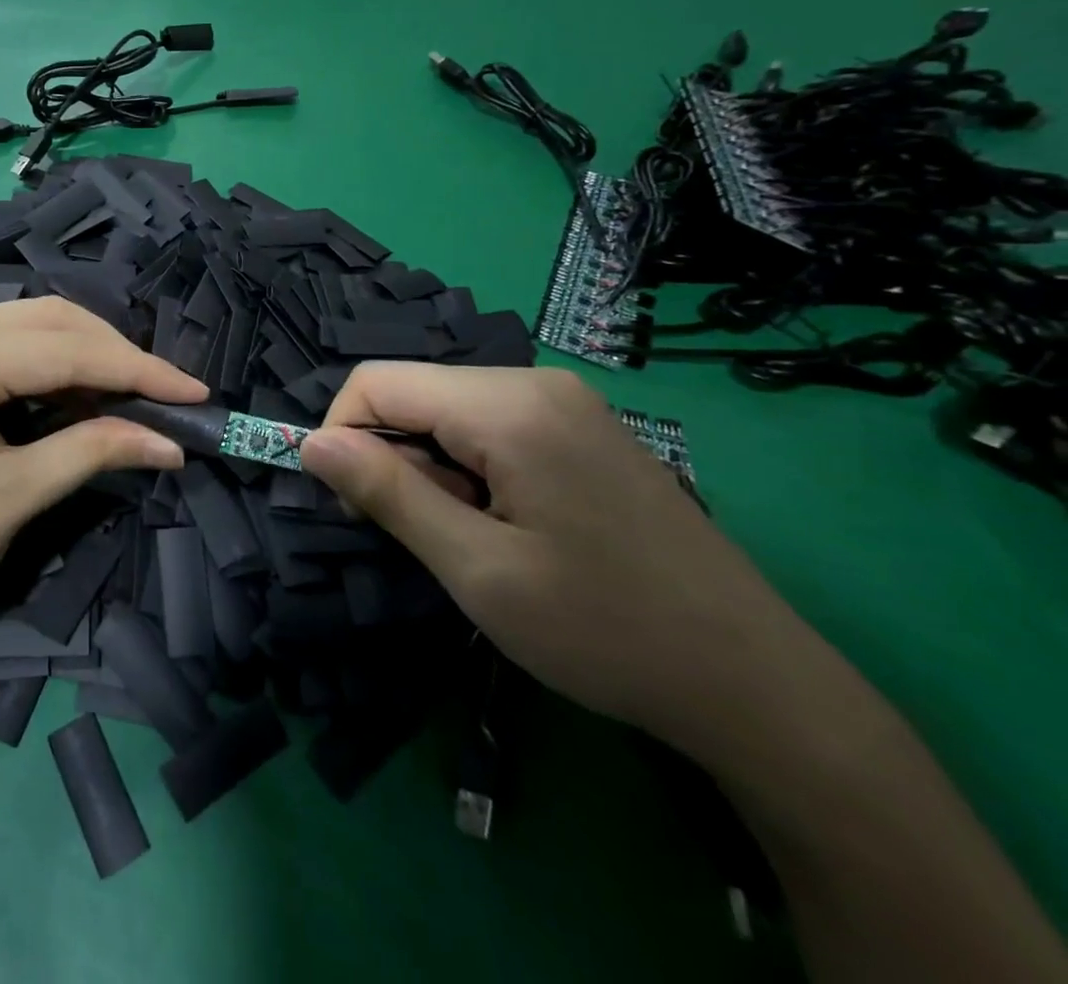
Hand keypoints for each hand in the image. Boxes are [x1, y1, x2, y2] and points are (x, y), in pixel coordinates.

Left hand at [0, 298, 206, 668]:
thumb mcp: (12, 499)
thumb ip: (93, 451)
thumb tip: (170, 441)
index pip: (63, 349)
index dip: (137, 369)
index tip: (195, 391)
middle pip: (44, 321)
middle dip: (111, 353)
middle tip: (164, 394)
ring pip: (23, 330)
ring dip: (81, 356)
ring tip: (131, 396)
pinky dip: (45, 368)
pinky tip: (76, 395)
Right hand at [299, 365, 815, 756]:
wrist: (756, 685)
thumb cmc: (604, 630)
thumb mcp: (477, 569)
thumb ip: (388, 493)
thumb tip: (311, 443)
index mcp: (508, 405)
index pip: (377, 382)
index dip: (342, 435)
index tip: (355, 506)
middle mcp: (535, 382)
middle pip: (414, 393)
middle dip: (393, 456)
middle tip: (427, 536)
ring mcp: (565, 402)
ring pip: (448, 411)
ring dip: (432, 467)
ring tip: (476, 538)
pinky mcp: (582, 427)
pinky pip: (490, 425)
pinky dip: (470, 467)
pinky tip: (509, 523)